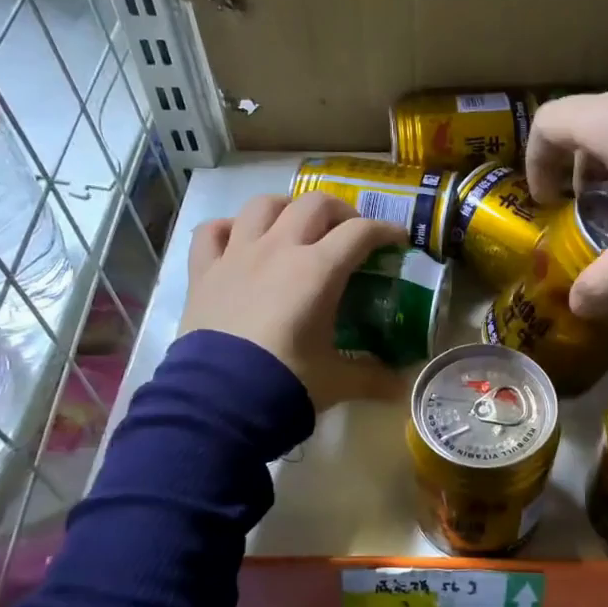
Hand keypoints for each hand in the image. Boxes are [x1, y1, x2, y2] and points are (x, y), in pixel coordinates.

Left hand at [180, 193, 409, 409]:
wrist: (218, 402)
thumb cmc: (287, 383)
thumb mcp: (338, 381)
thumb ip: (374, 378)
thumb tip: (403, 387)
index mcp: (318, 270)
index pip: (360, 232)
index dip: (385, 230)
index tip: (397, 239)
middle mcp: (279, 249)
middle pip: (314, 204)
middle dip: (340, 211)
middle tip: (349, 233)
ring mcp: (237, 255)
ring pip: (263, 205)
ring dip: (286, 208)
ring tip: (296, 225)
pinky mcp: (204, 271)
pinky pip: (212, 231)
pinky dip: (229, 228)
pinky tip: (239, 239)